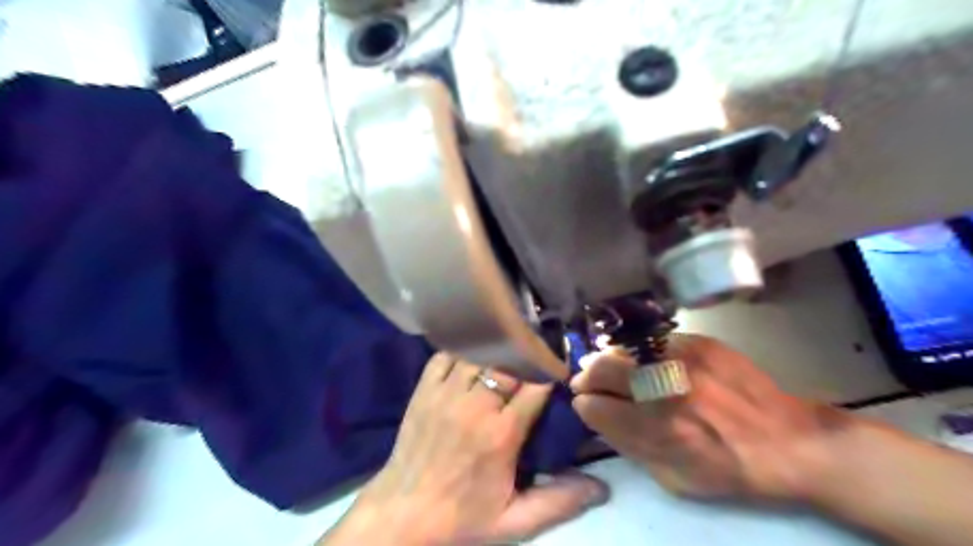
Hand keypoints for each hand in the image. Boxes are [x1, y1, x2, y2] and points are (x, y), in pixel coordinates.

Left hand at [321, 352, 605, 542]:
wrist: (402, 514)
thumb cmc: (461, 517)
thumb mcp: (514, 521)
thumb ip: (559, 503)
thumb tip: (601, 488)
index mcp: (502, 434)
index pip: (536, 385)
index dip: (551, 371)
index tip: (559, 368)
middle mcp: (475, 405)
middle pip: (509, 362)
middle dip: (527, 356)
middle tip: (536, 355)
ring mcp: (446, 393)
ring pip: (479, 353)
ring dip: (497, 350)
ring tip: (509, 349)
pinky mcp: (424, 389)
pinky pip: (446, 354)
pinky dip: (463, 349)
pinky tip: (473, 353)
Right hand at [572, 334, 852, 505]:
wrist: (789, 440)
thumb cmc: (729, 469)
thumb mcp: (674, 478)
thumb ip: (629, 446)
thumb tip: (597, 416)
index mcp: (658, 430)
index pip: (596, 407)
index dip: (585, 405)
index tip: (583, 403)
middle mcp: (666, 389)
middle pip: (603, 369)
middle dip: (586, 375)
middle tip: (585, 380)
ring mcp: (682, 359)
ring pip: (624, 349)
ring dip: (609, 359)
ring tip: (609, 367)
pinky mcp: (700, 343)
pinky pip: (652, 342)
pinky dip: (639, 352)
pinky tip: (643, 360)